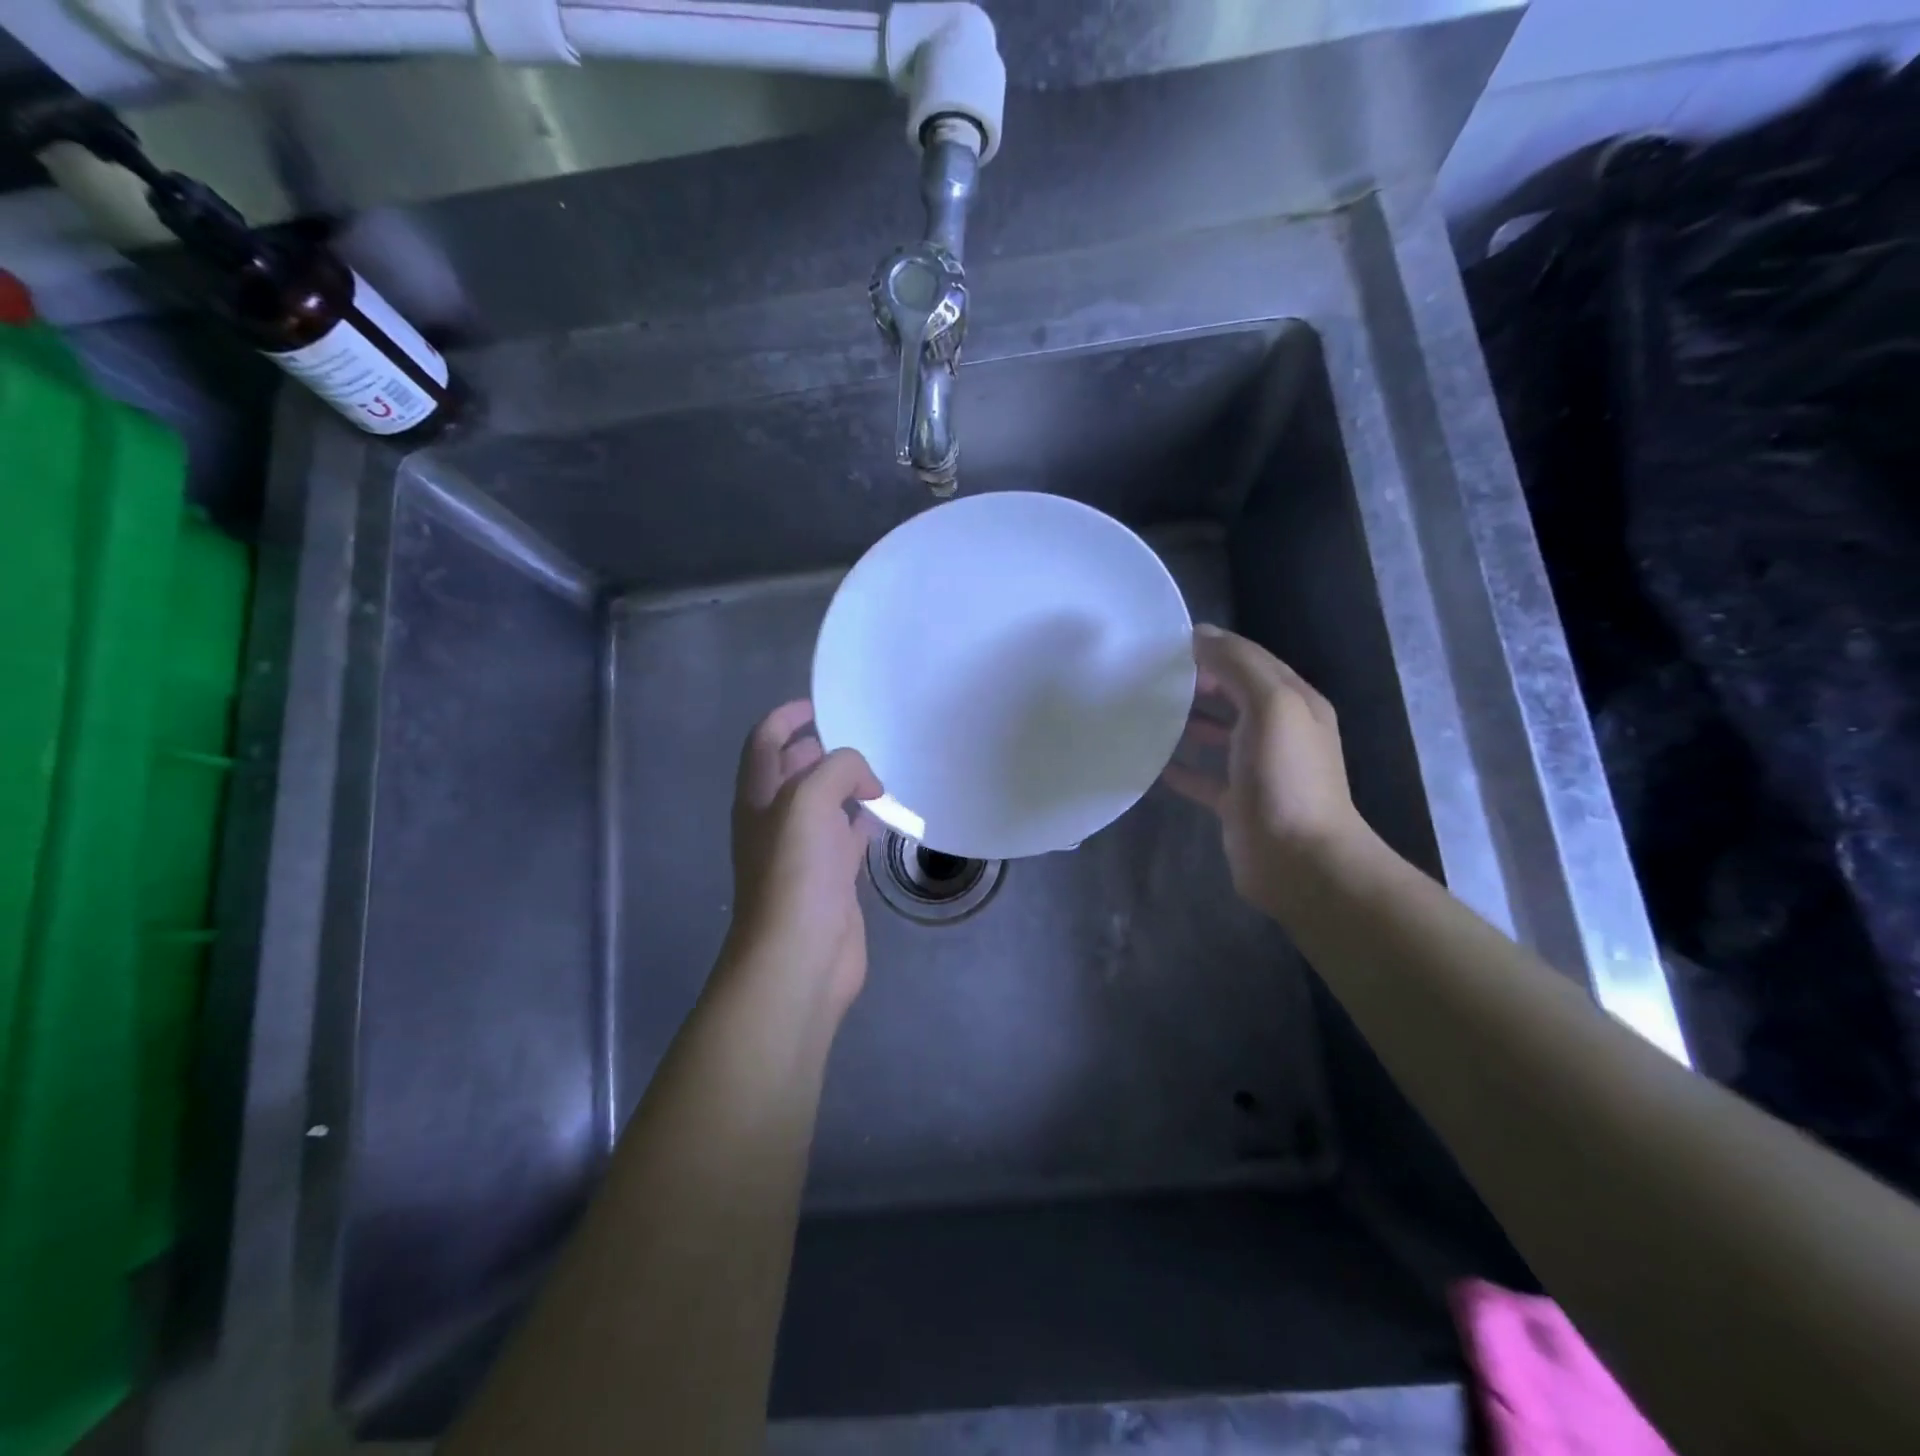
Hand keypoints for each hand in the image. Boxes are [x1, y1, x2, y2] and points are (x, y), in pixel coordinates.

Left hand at [726, 700, 882, 1018]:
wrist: (799, 956)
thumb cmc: (795, 872)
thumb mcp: (808, 801)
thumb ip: (838, 770)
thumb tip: (867, 781)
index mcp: (758, 797)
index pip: (764, 743)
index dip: (786, 718)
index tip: (819, 705)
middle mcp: (777, 820)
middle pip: (795, 771)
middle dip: (821, 749)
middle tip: (862, 735)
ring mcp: (804, 851)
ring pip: (825, 804)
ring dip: (847, 785)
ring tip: (882, 768)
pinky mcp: (832, 878)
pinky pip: (849, 837)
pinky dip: (865, 821)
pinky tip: (889, 813)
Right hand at [1161, 625, 1372, 920]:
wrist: (1299, 860)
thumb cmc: (1285, 778)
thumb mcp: (1270, 706)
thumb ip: (1238, 666)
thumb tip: (1201, 635)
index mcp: (1294, 702)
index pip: (1251, 661)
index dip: (1215, 648)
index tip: (1167, 646)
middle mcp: (1280, 731)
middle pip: (1234, 695)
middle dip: (1198, 682)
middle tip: (1150, 677)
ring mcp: (1259, 769)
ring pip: (1219, 734)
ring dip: (1189, 721)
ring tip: (1147, 713)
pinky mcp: (1238, 802)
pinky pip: (1205, 777)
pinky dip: (1183, 767)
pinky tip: (1155, 763)